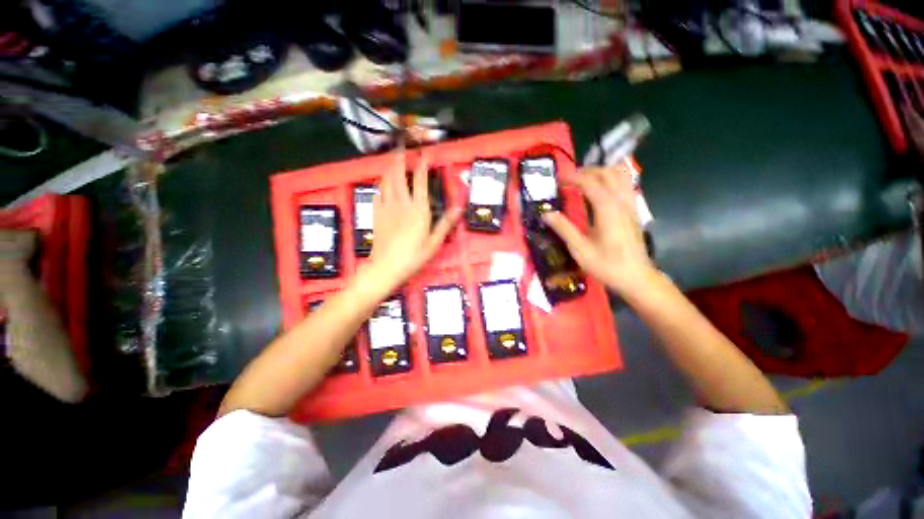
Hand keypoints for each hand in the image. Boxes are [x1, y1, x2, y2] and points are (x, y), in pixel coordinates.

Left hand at [366, 149, 461, 291]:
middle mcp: (401, 203)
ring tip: (392, 158)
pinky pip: (377, 192)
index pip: (421, 181)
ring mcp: (386, 207)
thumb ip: (446, 223)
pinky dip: (380, 184)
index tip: (426, 152)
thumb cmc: (414, 256)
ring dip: (389, 167)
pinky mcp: (376, 213)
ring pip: (386, 180)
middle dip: (401, 158)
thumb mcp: (434, 242)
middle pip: (399, 174)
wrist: (386, 267)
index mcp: (418, 209)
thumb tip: (459, 208)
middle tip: (402, 146)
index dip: (423, 164)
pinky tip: (381, 183)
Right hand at [542, 166, 656, 296]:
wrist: (637, 278)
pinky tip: (600, 188)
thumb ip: (564, 229)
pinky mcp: (634, 211)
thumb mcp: (580, 250)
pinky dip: (611, 179)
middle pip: (608, 173)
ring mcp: (631, 205)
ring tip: (583, 180)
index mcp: (608, 211)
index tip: (558, 179)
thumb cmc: (607, 266)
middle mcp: (622, 202)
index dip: (573, 177)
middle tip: (568, 179)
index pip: (591, 183)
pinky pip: (625, 184)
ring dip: (601, 172)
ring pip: (620, 175)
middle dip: (587, 171)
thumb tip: (546, 213)